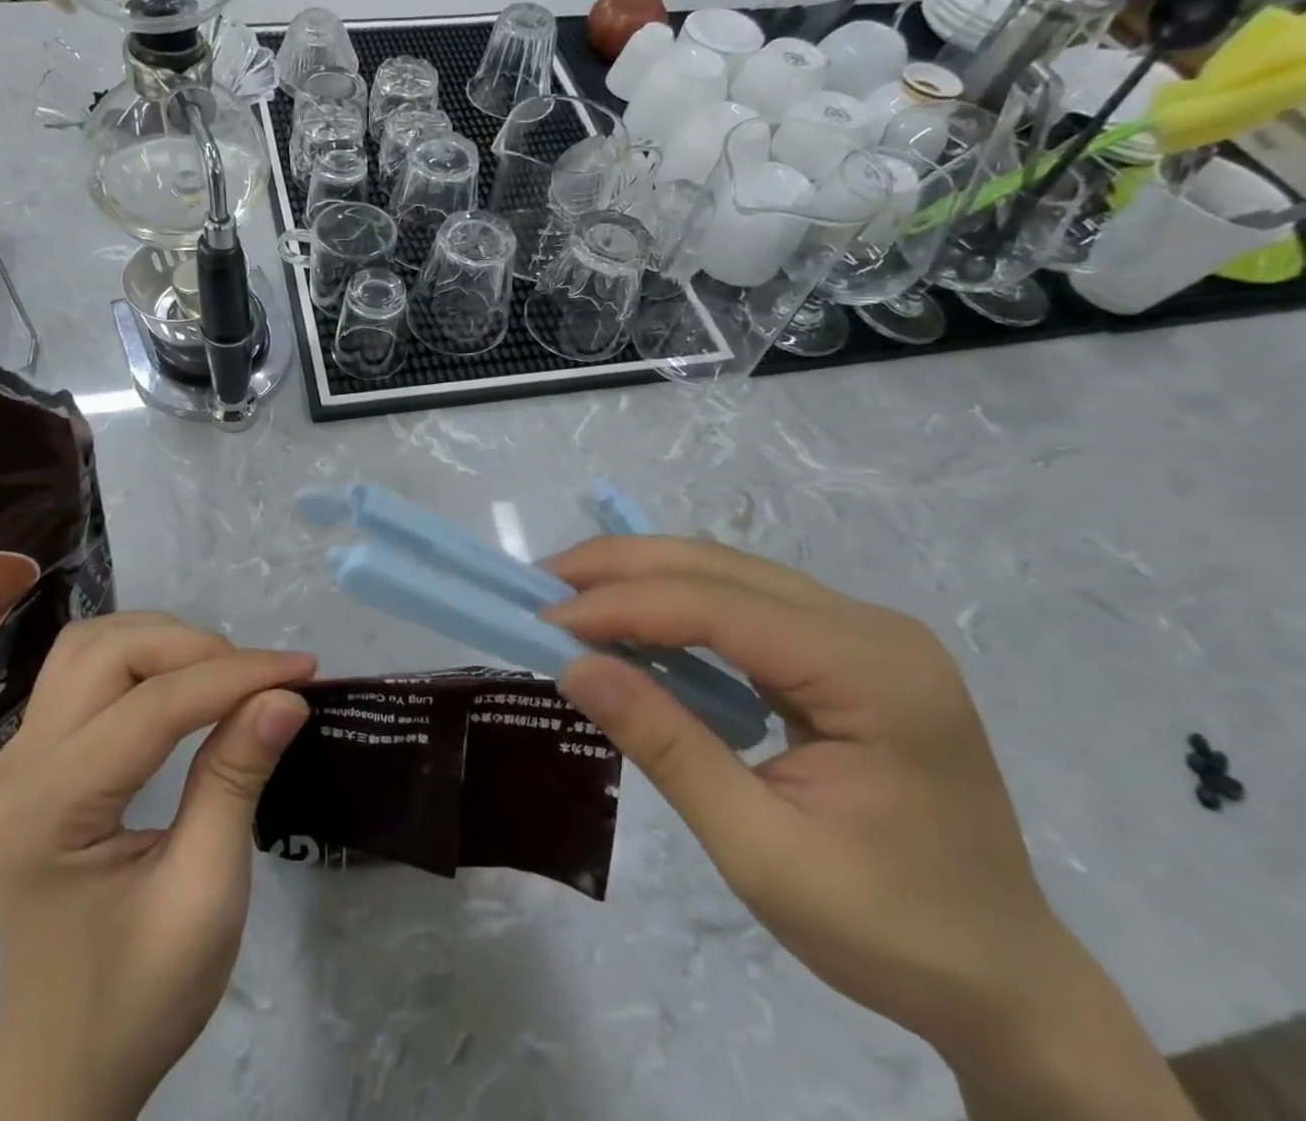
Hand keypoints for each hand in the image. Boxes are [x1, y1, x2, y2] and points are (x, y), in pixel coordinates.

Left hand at [0, 613, 315, 1120]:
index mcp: (50, 810)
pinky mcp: (30, 757)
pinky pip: (83, 671)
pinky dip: (140, 659)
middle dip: (193, 647)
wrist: (61, 1060)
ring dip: (162, 642)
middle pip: (107, 652)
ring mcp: (15, 757)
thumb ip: (235, 782)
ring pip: (90, 646)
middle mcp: (18, 766)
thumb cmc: (137, 996)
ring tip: (223, 677)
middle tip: (259, 680)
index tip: (304, 669)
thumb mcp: (203, 897)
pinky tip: (179, 686)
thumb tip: (285, 696)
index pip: (152, 706)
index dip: (235, 676)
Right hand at [546, 539, 1195, 1120]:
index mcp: (873, 672)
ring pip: (729, 572)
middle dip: (622, 567)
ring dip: (643, 576)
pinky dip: (676, 604)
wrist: (1002, 978)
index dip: (623, 605)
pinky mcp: (845, 648)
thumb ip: (666, 747)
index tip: (545, 620)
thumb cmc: (887, 928)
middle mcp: (872, 627)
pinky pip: (744, 602)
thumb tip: (574, 667)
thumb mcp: (760, 851)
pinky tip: (634, 619)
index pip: (720, 608)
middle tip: (542, 584)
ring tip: (572, 593)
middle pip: (722, 567)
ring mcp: (863, 632)